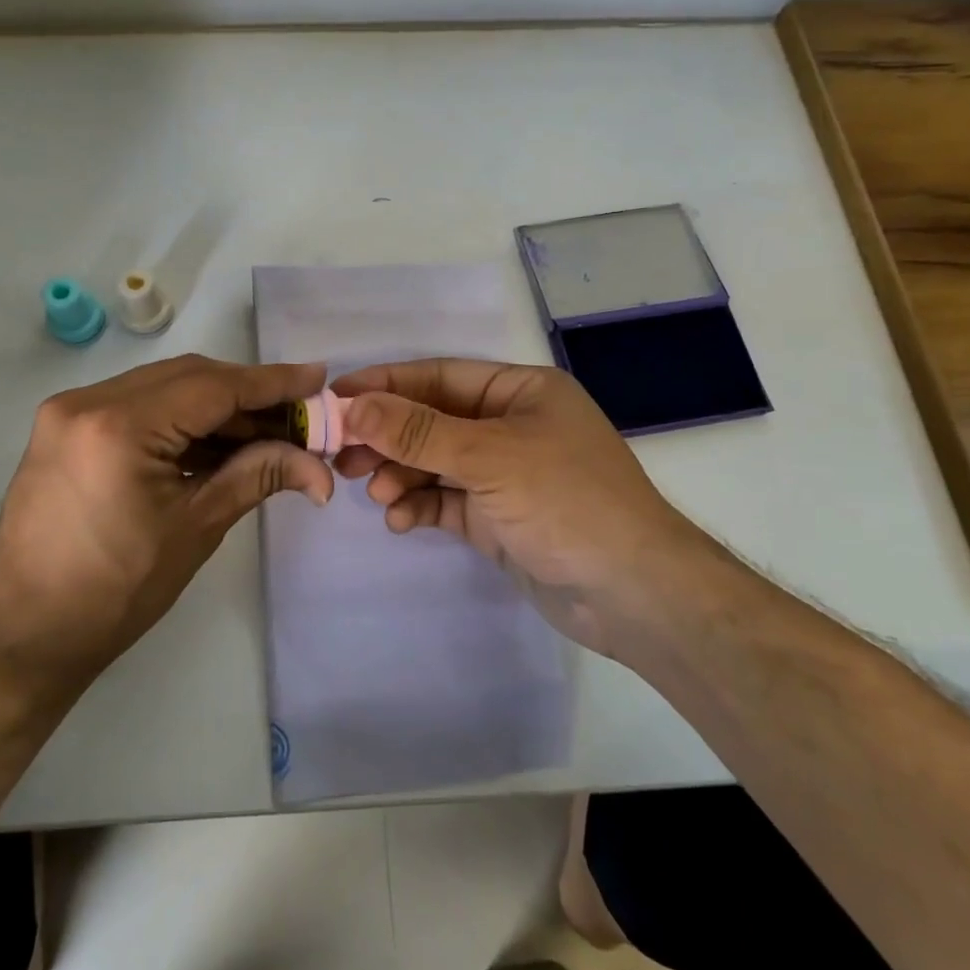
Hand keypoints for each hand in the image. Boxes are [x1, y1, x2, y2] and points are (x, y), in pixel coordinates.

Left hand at [0, 355, 332, 696]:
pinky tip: (216, 442)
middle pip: (188, 377)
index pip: (213, 387)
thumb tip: (320, 468)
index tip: (317, 378)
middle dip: (247, 394)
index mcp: (119, 425)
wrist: (22, 636)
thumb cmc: (115, 593)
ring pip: (163, 388)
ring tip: (265, 432)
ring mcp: (69, 411)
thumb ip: (258, 476)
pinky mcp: (64, 428)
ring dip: (215, 407)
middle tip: (296, 414)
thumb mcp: (196, 528)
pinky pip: (137, 406)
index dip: (271, 383)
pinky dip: (180, 420)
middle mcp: (87, 401)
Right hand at [332, 359, 712, 656]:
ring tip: (373, 491)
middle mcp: (510, 425)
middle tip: (342, 454)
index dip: (387, 384)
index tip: (336, 397)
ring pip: (435, 463)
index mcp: (520, 392)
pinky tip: (399, 520)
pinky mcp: (497, 517)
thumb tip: (353, 406)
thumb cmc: (567, 501)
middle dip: (388, 436)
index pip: (440, 376)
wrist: (632, 594)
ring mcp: (504, 474)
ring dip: (401, 474)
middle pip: (432, 420)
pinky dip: (420, 506)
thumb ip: (418, 431)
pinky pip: (446, 501)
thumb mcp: (490, 457)